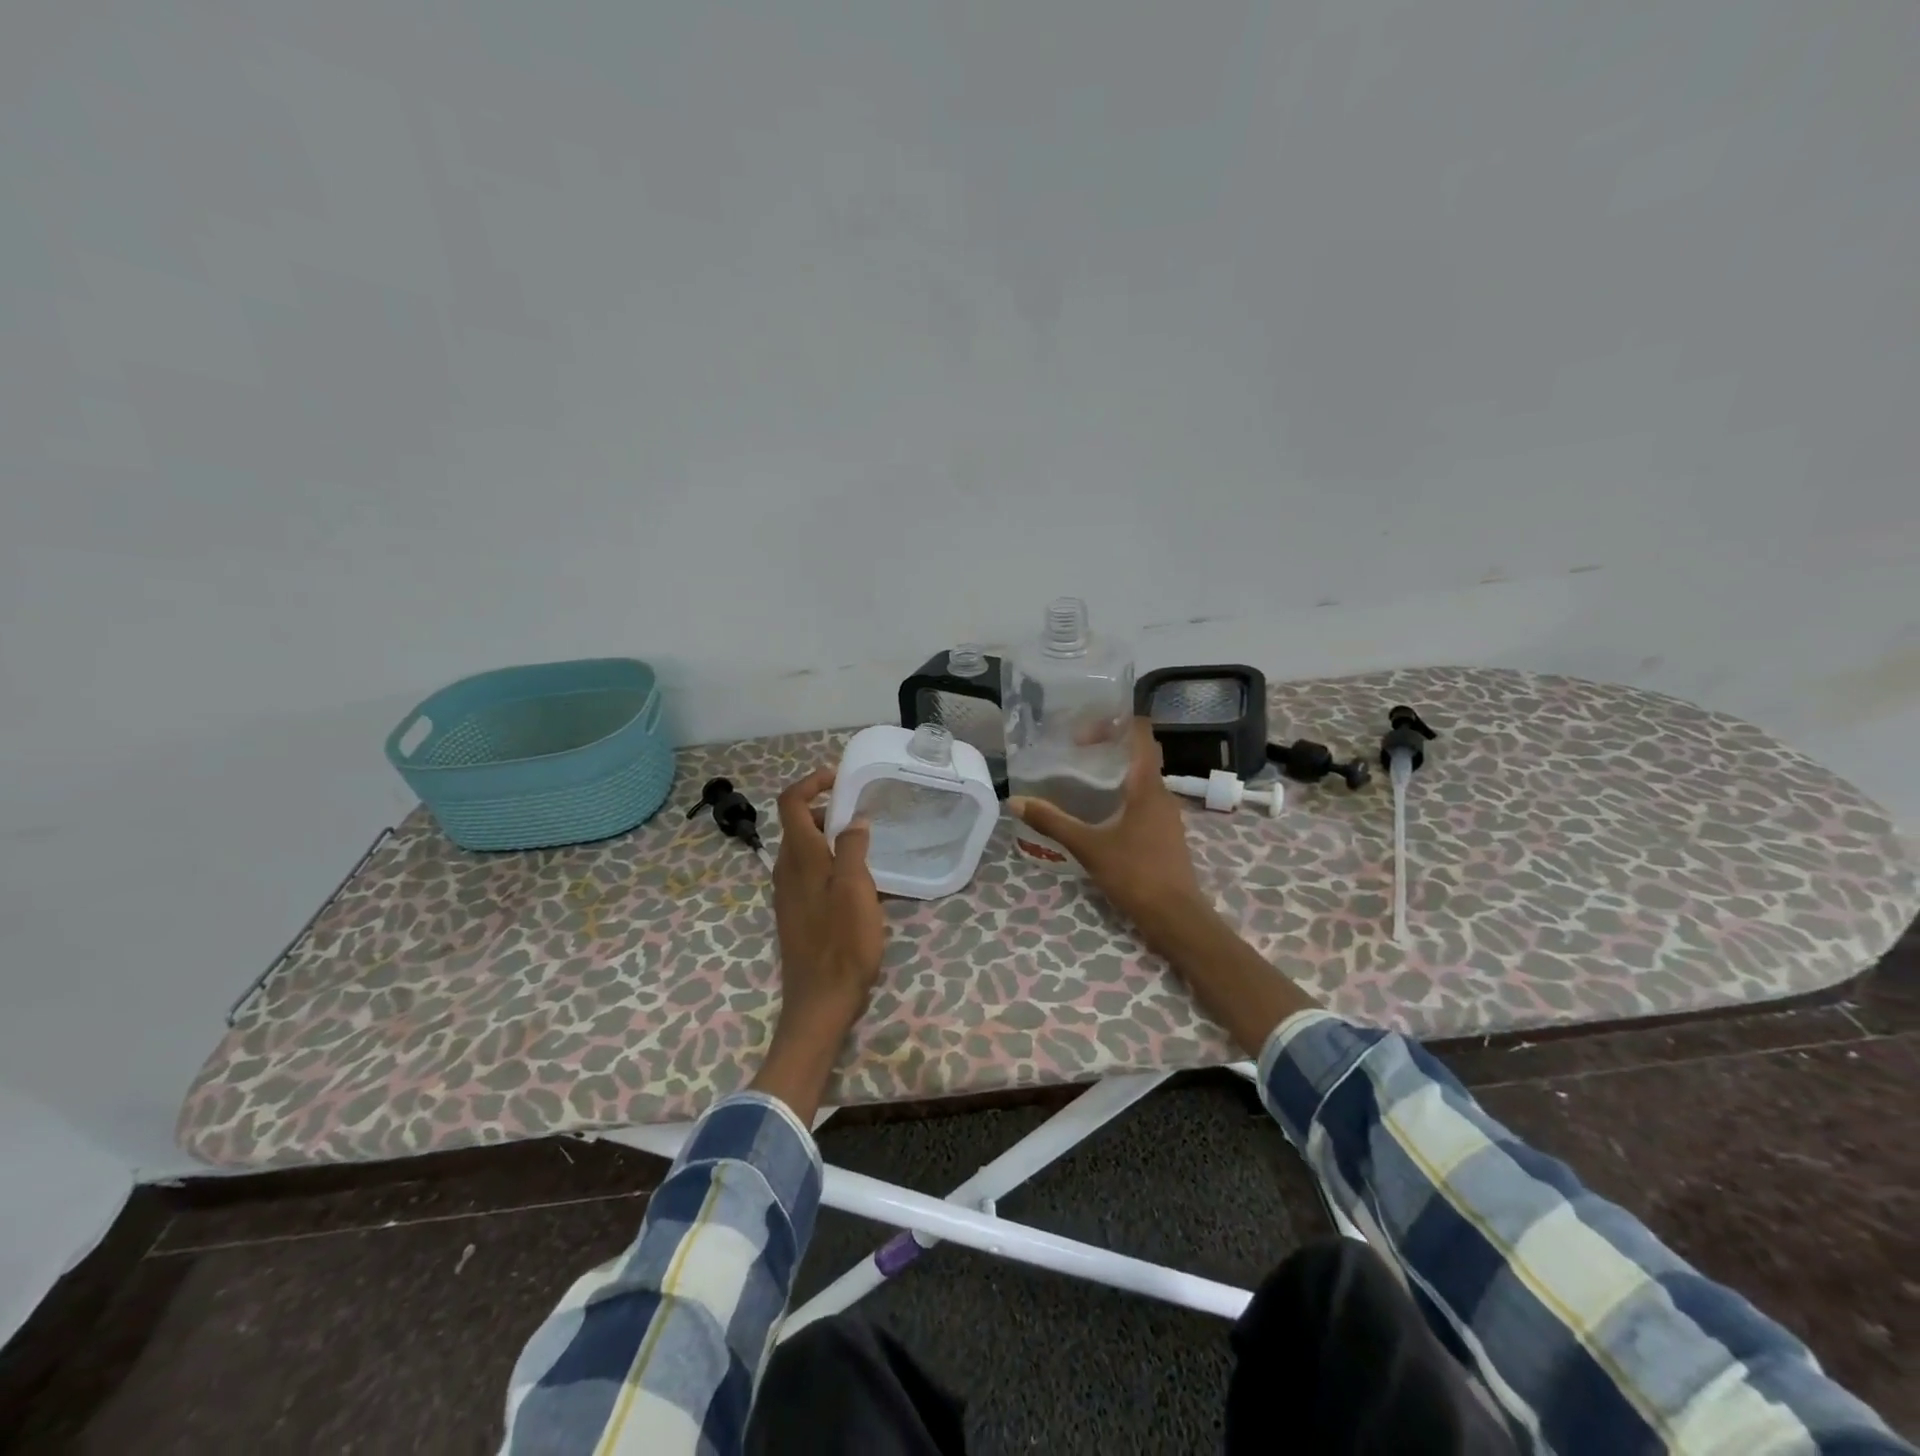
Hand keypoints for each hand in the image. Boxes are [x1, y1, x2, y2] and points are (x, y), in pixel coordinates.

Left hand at [772, 767, 885, 1023]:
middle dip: (828, 811)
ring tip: (867, 851)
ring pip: (806, 850)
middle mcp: (786, 869)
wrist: (820, 1001)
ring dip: (832, 839)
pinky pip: (810, 873)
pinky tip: (858, 885)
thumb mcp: (856, 889)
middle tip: (863, 817)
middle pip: (799, 824)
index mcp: (799, 857)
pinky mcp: (796, 912)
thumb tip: (853, 820)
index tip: (840, 779)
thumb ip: (853, 848)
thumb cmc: (843, 943)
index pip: (790, 802)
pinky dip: (830, 864)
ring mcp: (788, 893)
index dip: (811, 782)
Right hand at [1013, 718, 1318, 1053]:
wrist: (1176, 917)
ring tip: (1081, 782)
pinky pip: (1143, 802)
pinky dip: (1122, 797)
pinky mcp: (1165, 834)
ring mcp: (1167, 815)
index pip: (1141, 734)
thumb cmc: (1135, 874)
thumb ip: (1053, 822)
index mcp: (1148, 786)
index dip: (1115, 724)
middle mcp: (1162, 794)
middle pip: (1140, 755)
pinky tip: (1099, 814)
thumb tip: (1016, 801)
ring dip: (1115, 774)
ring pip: (1141, 780)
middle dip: (1109, 748)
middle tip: (1074, 754)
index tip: (1083, 734)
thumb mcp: (1088, 846)